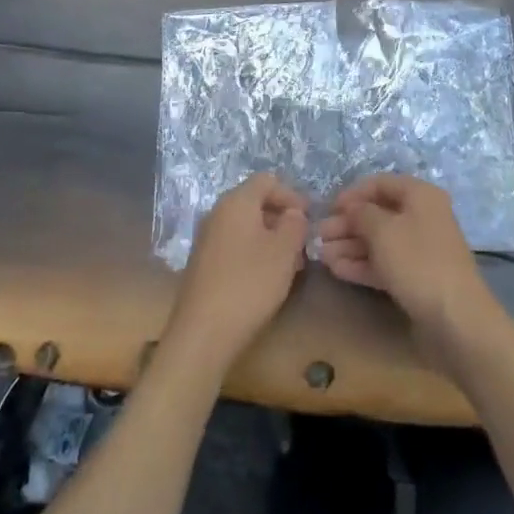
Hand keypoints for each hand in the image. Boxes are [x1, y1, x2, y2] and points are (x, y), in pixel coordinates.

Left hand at [164, 173, 307, 373]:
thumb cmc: (249, 283)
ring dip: (270, 238)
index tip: (310, 218)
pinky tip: (267, 278)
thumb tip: (293, 214)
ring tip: (290, 264)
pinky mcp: (203, 264)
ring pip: (246, 226)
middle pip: (255, 202)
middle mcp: (217, 213)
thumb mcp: (284, 251)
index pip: (267, 181)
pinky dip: (254, 252)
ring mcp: (207, 239)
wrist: (203, 333)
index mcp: (236, 201)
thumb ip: (295, 224)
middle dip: (282, 218)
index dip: (291, 195)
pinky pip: (234, 245)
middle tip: (303, 243)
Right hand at [318, 176, 498, 370]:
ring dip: (350, 246)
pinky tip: (337, 269)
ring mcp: (420, 249)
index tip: (328, 208)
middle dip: (347, 224)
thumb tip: (351, 208)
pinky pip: (385, 263)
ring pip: (379, 241)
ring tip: (321, 255)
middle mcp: (422, 217)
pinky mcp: (416, 278)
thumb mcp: (383, 230)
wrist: (456, 319)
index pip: (381, 184)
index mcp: (420, 196)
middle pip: (378, 214)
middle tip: (319, 236)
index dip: (353, 194)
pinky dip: (362, 264)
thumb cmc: (418, 262)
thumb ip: (361, 213)